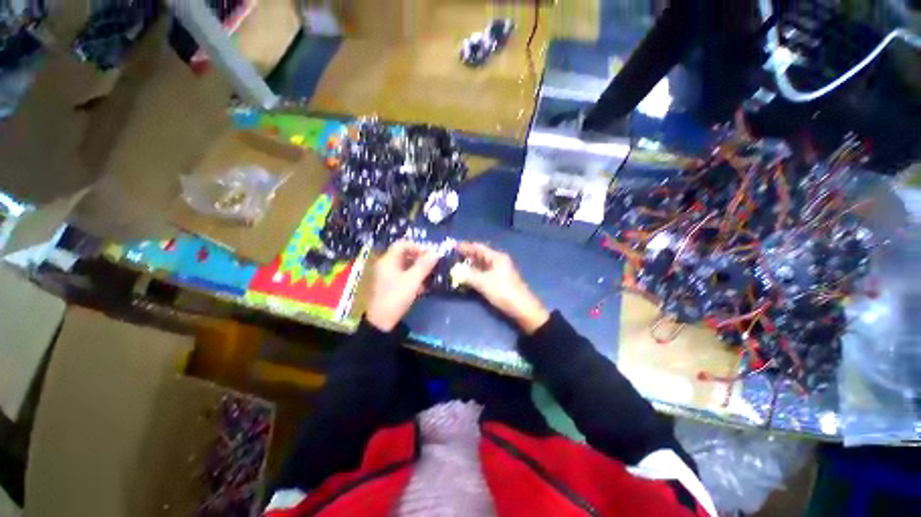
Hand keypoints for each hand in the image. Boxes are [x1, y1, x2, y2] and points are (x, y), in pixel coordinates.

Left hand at [366, 241, 437, 331]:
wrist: (381, 322)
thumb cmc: (396, 297)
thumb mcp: (413, 280)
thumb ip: (425, 265)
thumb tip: (436, 252)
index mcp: (388, 260)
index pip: (403, 244)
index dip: (417, 247)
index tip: (430, 255)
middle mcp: (385, 265)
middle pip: (404, 255)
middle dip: (420, 258)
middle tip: (432, 265)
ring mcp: (386, 276)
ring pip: (405, 266)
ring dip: (418, 269)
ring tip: (430, 275)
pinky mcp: (389, 286)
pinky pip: (403, 276)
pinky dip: (413, 278)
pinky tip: (423, 286)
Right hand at [458, 242, 549, 333]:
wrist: (522, 309)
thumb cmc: (504, 292)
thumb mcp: (484, 283)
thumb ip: (468, 275)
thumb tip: (455, 270)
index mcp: (497, 257)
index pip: (478, 247)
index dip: (465, 246)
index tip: (452, 246)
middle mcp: (498, 261)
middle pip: (479, 255)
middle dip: (466, 255)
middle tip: (451, 257)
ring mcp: (499, 271)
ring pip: (481, 264)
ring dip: (469, 265)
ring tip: (455, 266)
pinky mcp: (498, 280)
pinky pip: (483, 273)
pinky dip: (474, 273)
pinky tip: (466, 277)